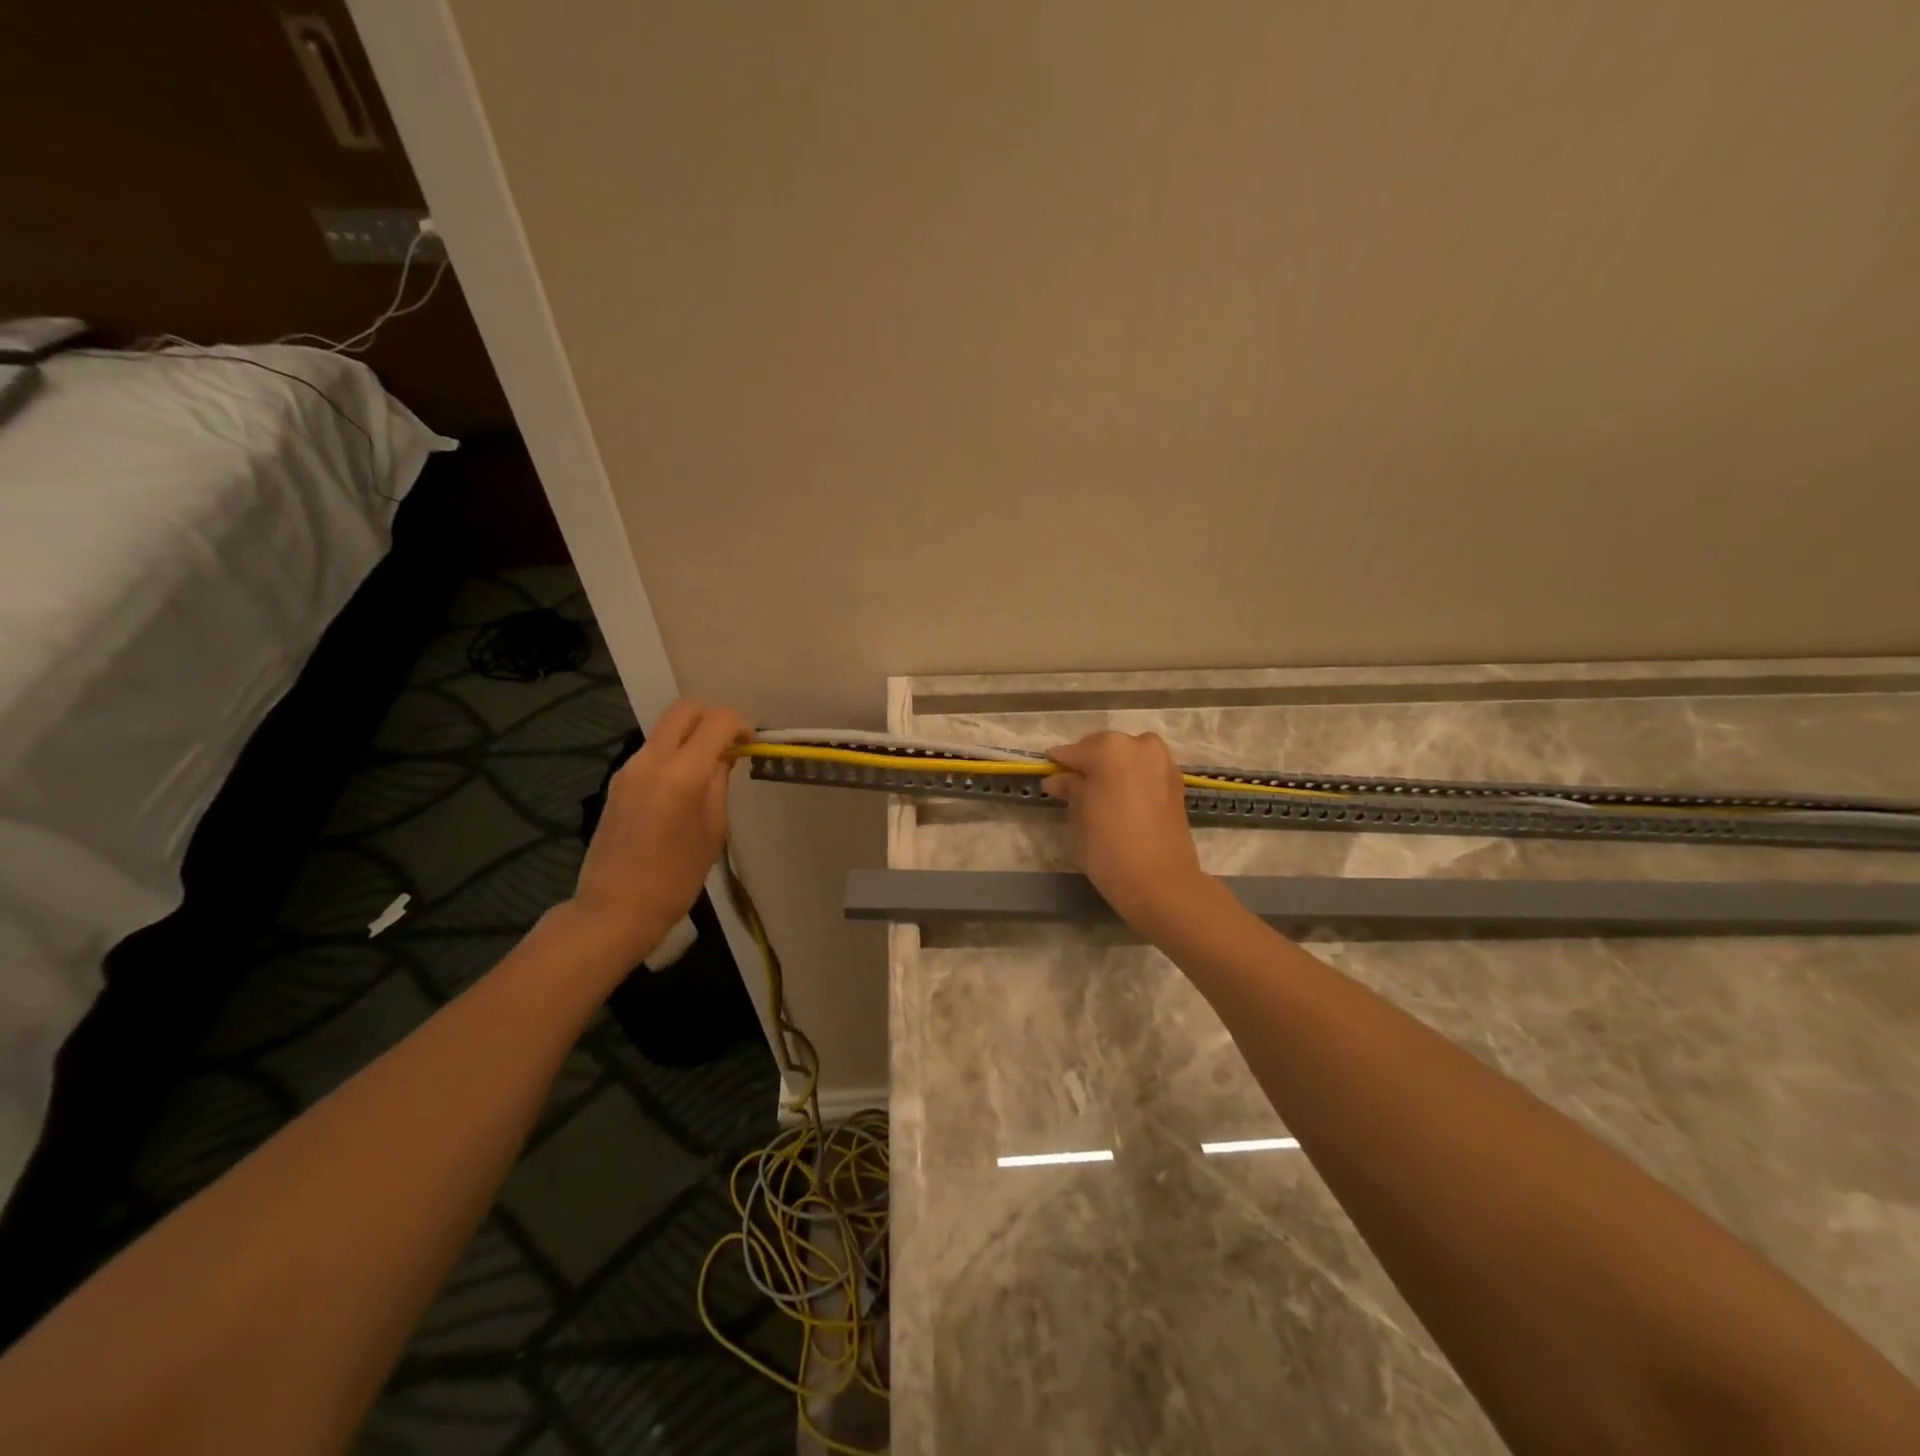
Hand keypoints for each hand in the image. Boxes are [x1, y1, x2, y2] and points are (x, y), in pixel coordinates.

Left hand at [568, 700, 747, 966]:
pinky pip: (652, 751)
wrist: (615, 908)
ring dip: (692, 735)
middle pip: (684, 710)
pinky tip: (685, 785)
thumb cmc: (676, 877)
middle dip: (713, 716)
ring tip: (710, 767)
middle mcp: (651, 760)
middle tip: (730, 743)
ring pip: (665, 729)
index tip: (751, 743)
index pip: (717, 721)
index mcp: (681, 774)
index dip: (740, 724)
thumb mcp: (713, 830)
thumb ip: (718, 785)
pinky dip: (674, 753)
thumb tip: (723, 757)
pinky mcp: (618, 782)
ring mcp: (629, 769)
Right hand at [1042, 731, 1210, 933]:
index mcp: (1110, 748)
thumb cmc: (1109, 846)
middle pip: (1104, 748)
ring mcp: (1162, 762)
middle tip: (1073, 787)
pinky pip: (1145, 771)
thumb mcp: (1079, 814)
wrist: (1161, 882)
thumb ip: (1070, 788)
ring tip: (1098, 795)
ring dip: (1112, 769)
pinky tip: (1121, 799)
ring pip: (1128, 757)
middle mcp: (1139, 745)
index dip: (1059, 764)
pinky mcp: (1176, 782)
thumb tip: (1057, 778)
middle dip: (1088, 764)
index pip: (1074, 751)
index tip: (1047, 773)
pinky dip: (1132, 779)